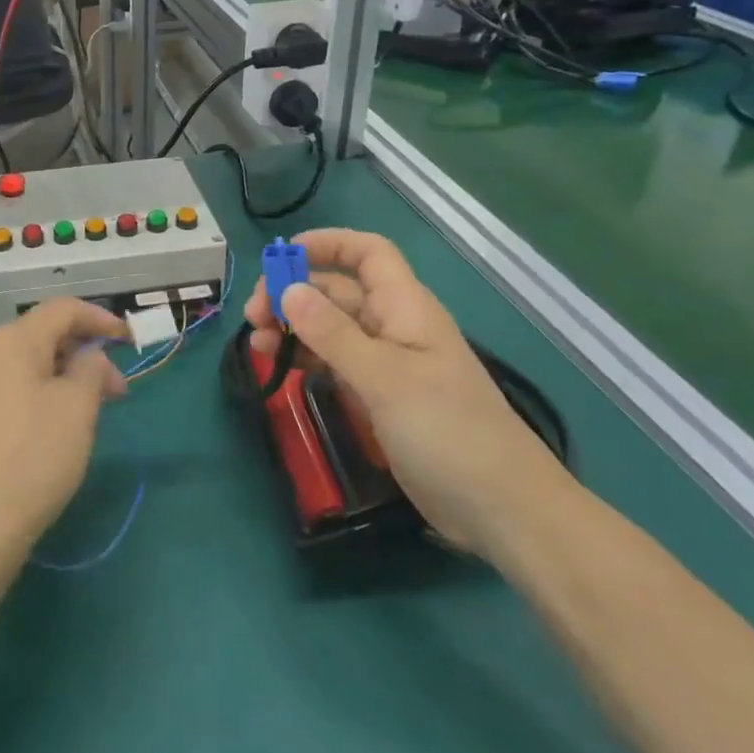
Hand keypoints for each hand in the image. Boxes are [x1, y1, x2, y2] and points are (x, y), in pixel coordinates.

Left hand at [0, 298, 130, 564]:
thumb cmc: (33, 456)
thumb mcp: (77, 407)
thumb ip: (91, 369)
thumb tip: (88, 358)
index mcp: (12, 339)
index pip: (63, 309)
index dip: (101, 318)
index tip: (130, 341)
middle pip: (45, 335)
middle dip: (86, 354)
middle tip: (118, 392)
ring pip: (30, 365)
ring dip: (67, 377)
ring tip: (93, 413)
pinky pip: (14, 389)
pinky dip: (44, 395)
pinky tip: (59, 428)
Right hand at [244, 229, 575, 557]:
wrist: (500, 508)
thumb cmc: (447, 430)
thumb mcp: (385, 378)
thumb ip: (333, 333)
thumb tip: (288, 289)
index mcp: (405, 307)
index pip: (367, 254)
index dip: (327, 244)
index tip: (281, 257)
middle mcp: (393, 326)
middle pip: (338, 291)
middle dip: (294, 293)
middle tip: (253, 316)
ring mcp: (386, 364)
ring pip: (331, 329)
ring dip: (293, 328)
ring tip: (256, 344)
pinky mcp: (379, 398)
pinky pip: (335, 363)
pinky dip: (306, 359)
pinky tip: (279, 367)